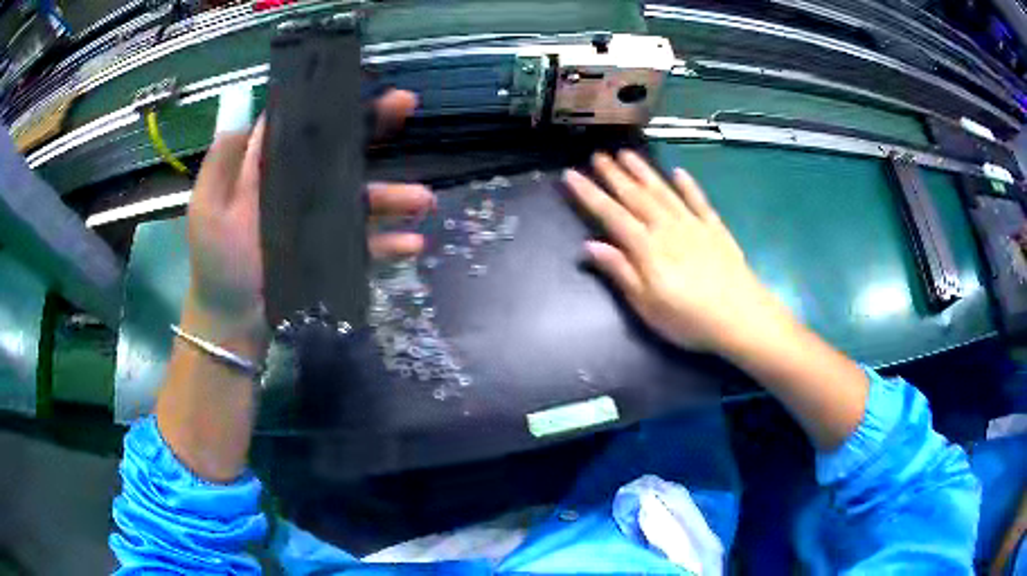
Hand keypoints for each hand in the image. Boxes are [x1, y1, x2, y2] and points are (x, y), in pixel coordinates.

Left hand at [184, 89, 432, 347]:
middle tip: (407, 106)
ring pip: (364, 198)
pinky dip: (391, 243)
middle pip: (342, 152)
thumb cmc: (217, 262)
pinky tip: (413, 243)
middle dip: (375, 126)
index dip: (332, 105)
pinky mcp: (334, 255)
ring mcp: (321, 222)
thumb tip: (257, 112)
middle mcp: (302, 189)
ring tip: (423, 199)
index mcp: (274, 172)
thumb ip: (225, 161)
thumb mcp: (209, 206)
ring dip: (396, 195)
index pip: (306, 128)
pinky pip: (368, 245)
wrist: (232, 319)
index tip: (360, 83)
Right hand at [563, 151, 783, 352]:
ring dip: (644, 171)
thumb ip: (621, 272)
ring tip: (627, 154)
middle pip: (636, 196)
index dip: (589, 194)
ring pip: (663, 191)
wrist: (741, 317)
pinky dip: (688, 185)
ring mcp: (693, 225)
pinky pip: (698, 200)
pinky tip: (679, 172)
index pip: (611, 214)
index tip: (571, 174)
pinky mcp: (715, 229)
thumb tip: (590, 245)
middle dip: (614, 174)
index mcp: (647, 247)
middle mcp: (667, 227)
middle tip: (597, 155)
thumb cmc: (689, 319)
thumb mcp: (647, 306)